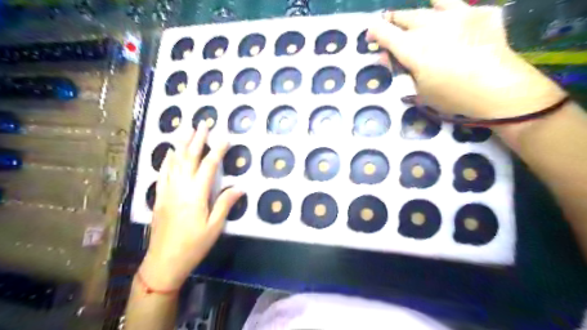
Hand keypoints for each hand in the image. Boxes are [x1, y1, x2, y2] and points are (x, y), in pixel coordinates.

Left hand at [138, 122, 242, 289]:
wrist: (163, 262)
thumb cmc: (193, 245)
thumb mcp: (214, 227)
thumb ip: (226, 203)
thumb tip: (241, 187)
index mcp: (196, 194)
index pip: (208, 166)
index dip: (217, 151)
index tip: (225, 138)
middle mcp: (180, 188)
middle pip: (189, 158)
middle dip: (197, 139)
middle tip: (203, 123)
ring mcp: (167, 191)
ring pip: (174, 162)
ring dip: (181, 144)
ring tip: (186, 129)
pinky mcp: (160, 197)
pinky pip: (163, 173)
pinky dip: (167, 160)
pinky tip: (169, 152)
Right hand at [368, 0, 565, 118]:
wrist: (499, 89)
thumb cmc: (452, 97)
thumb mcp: (420, 90)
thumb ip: (405, 71)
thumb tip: (396, 57)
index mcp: (413, 49)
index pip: (385, 33)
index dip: (375, 32)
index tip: (371, 37)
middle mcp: (431, 26)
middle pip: (404, 16)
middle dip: (393, 20)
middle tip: (389, 26)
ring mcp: (457, 15)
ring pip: (428, 7)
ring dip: (416, 14)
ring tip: (413, 18)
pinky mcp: (479, 12)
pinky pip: (456, 4)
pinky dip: (445, 6)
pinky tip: (443, 11)